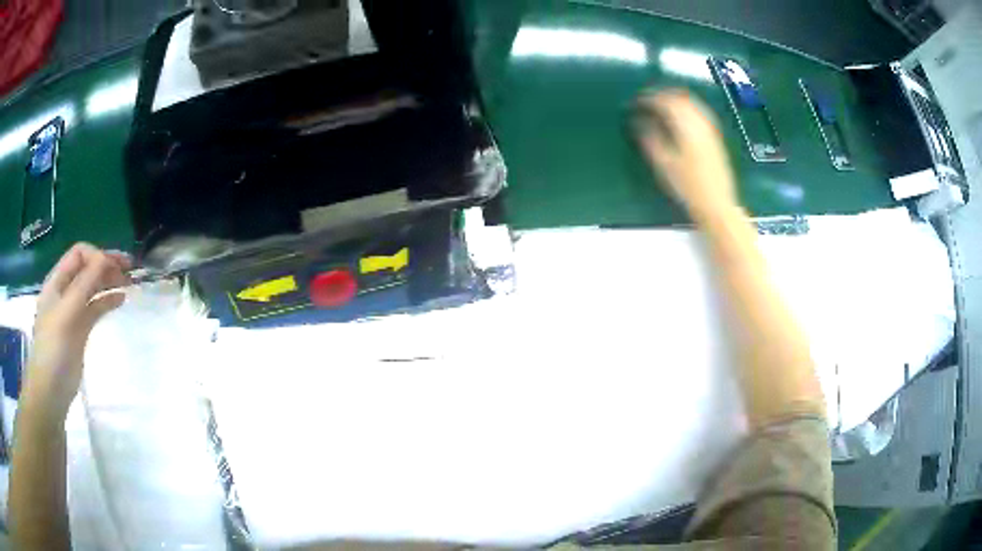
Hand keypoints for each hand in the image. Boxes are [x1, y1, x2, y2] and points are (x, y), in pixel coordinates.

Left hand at [23, 244, 131, 423]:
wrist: (50, 391)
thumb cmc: (54, 349)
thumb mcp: (67, 313)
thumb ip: (84, 284)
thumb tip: (105, 258)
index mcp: (57, 281)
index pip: (79, 254)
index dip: (97, 255)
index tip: (117, 267)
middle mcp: (64, 291)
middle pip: (87, 268)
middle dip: (107, 265)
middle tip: (130, 270)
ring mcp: (72, 312)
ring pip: (92, 288)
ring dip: (109, 281)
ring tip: (129, 284)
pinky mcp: (79, 330)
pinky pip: (94, 308)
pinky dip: (107, 301)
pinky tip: (120, 300)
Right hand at [634, 89, 738, 223]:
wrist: (717, 205)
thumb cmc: (687, 187)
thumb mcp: (663, 164)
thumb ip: (650, 138)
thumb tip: (638, 121)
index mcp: (685, 126)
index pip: (665, 102)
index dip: (648, 99)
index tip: (636, 102)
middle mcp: (700, 123)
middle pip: (680, 98)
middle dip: (663, 95)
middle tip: (648, 100)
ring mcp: (710, 130)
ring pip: (692, 104)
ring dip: (676, 100)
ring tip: (663, 106)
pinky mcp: (715, 138)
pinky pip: (700, 113)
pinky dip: (688, 109)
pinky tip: (682, 118)